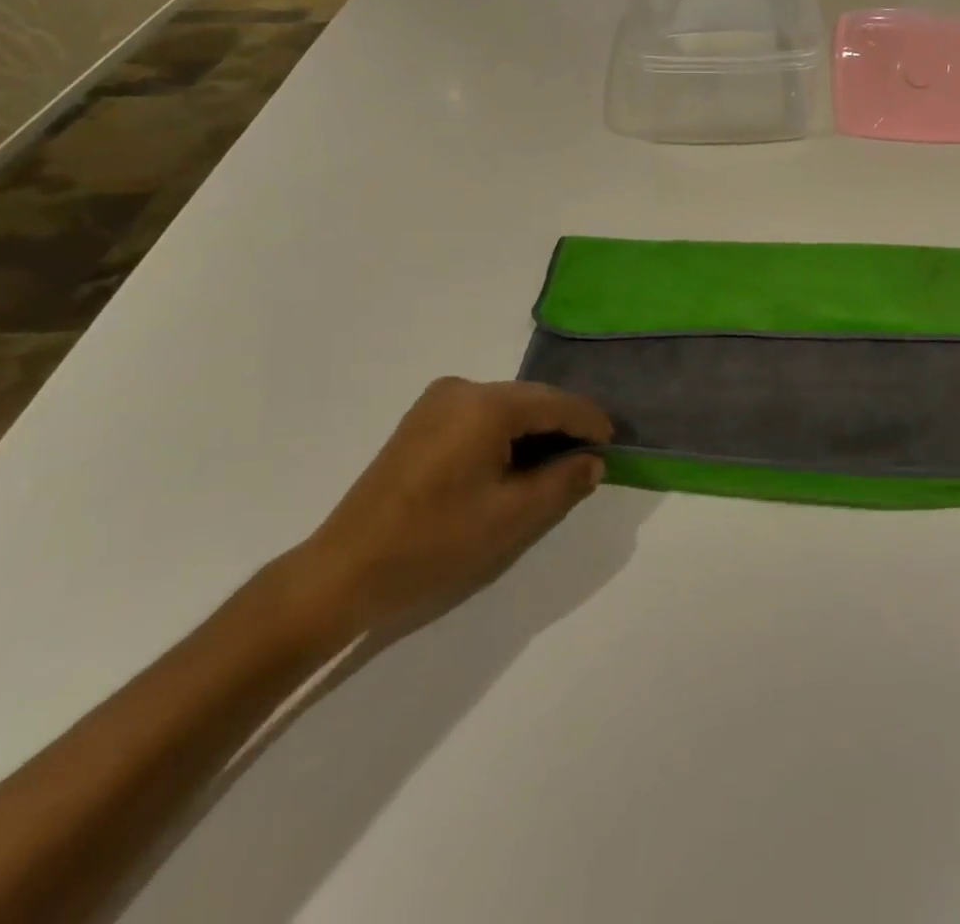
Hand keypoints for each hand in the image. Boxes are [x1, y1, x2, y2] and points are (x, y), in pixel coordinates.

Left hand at [289, 378, 610, 641]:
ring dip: (535, 430)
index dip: (590, 422)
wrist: (343, 570)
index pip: (556, 403)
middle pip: (531, 399)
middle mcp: (463, 388)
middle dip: (564, 424)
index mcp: (486, 404)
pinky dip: (506, 433)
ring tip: (559, 461)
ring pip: (507, 407)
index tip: (615, 443)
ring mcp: (437, 401)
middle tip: (592, 455)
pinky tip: (516, 461)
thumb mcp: (512, 515)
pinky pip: (481, 415)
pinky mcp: (421, 420)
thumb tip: (593, 461)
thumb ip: (563, 481)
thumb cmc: (435, 542)